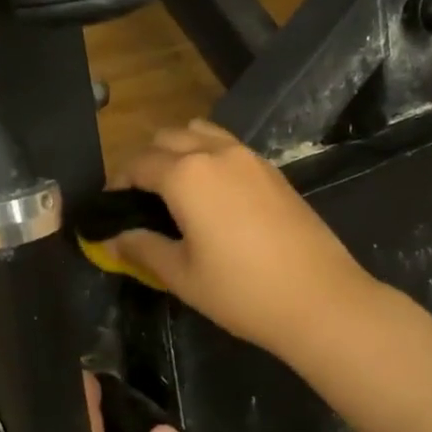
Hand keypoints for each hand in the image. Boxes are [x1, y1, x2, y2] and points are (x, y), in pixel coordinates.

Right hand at [111, 119, 374, 360]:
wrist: (320, 299)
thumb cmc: (241, 291)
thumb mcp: (182, 276)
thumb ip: (143, 249)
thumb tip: (112, 239)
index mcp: (186, 175)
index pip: (138, 164)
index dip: (118, 183)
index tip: (110, 207)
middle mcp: (215, 153)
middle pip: (167, 138)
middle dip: (145, 161)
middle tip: (139, 199)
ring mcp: (249, 157)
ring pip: (200, 133)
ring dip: (179, 150)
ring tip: (175, 189)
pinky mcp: (273, 170)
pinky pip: (228, 146)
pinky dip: (209, 156)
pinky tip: (213, 196)